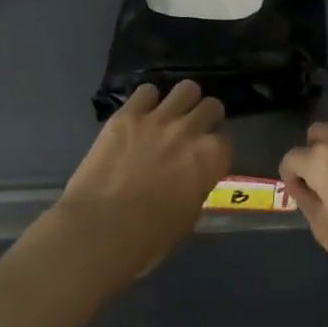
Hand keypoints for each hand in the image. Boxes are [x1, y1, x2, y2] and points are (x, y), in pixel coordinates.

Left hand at [47, 81, 229, 282]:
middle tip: (192, 130)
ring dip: (182, 101)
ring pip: (185, 89)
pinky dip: (146, 101)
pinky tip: (140, 114)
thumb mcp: (188, 217)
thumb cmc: (149, 238)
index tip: (207, 153)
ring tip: (171, 114)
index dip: (216, 146)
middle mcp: (190, 130)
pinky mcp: (127, 114)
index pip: (226, 138)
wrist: (100, 229)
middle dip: (205, 116)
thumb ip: (196, 187)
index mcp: (210, 158)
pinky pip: (146, 91)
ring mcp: (158, 118)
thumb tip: (191, 178)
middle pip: (211, 106)